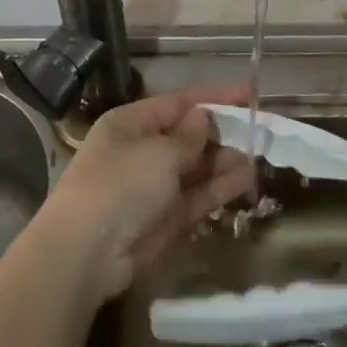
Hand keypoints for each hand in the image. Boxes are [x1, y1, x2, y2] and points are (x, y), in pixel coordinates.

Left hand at [35, 84, 254, 301]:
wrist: (86, 253)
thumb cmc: (120, 185)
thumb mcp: (159, 152)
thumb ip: (189, 136)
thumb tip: (203, 118)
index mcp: (130, 124)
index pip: (178, 103)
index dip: (214, 97)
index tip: (249, 94)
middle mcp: (142, 151)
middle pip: (188, 136)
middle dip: (222, 133)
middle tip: (261, 131)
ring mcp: (153, 186)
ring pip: (196, 168)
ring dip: (225, 161)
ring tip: (260, 155)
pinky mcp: (165, 218)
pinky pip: (197, 196)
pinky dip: (220, 188)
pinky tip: (247, 179)